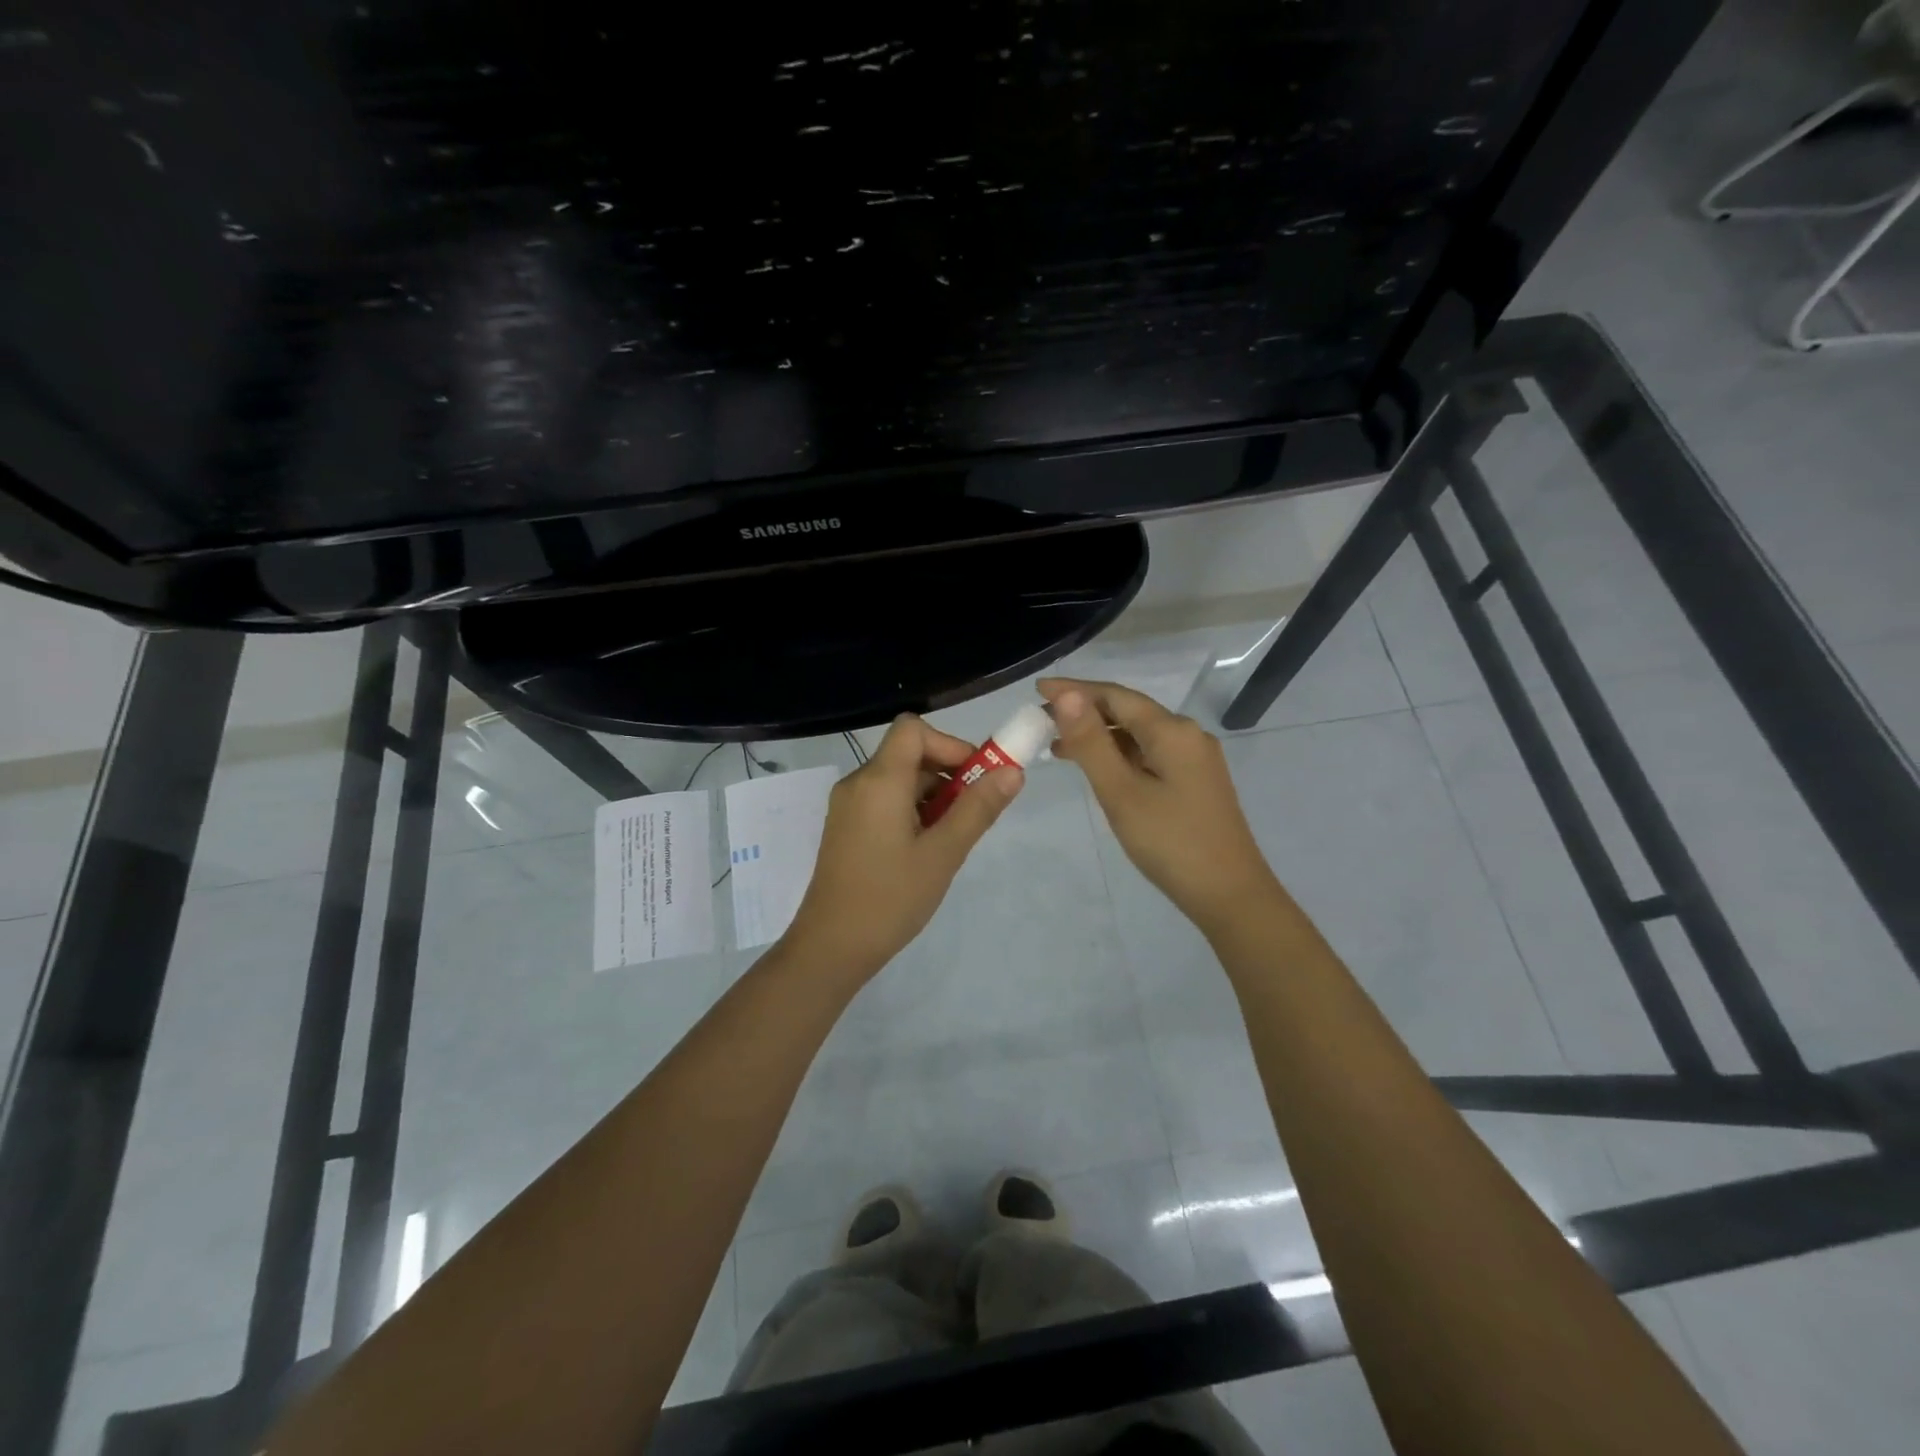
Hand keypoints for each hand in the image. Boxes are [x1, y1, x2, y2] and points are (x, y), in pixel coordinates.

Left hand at [781, 714, 1022, 979]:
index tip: (975, 779)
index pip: (913, 729)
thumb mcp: (943, 854)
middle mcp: (858, 783)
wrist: (831, 947)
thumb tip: (1012, 771)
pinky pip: (885, 800)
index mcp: (879, 780)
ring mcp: (848, 806)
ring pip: (899, 779)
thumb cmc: (890, 898)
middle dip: (947, 774)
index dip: (949, 744)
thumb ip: (977, 809)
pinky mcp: (846, 827)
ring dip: (932, 796)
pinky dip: (912, 810)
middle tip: (972, 815)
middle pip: (908, 754)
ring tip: (950, 839)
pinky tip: (925, 849)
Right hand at [1038, 677, 1279, 934]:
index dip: (1074, 690)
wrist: (1230, 895)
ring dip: (1099, 735)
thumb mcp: (1120, 792)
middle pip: (1128, 711)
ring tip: (1057, 746)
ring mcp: (1195, 759)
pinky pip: (1150, 754)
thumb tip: (1066, 695)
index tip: (1037, 688)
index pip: (1114, 695)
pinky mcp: (1195, 781)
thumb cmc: (1170, 842)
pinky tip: (1098, 768)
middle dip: (1084, 712)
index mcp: (1172, 731)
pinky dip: (1119, 754)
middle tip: (1041, 720)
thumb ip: (1091, 742)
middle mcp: (1187, 735)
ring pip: (1138, 734)